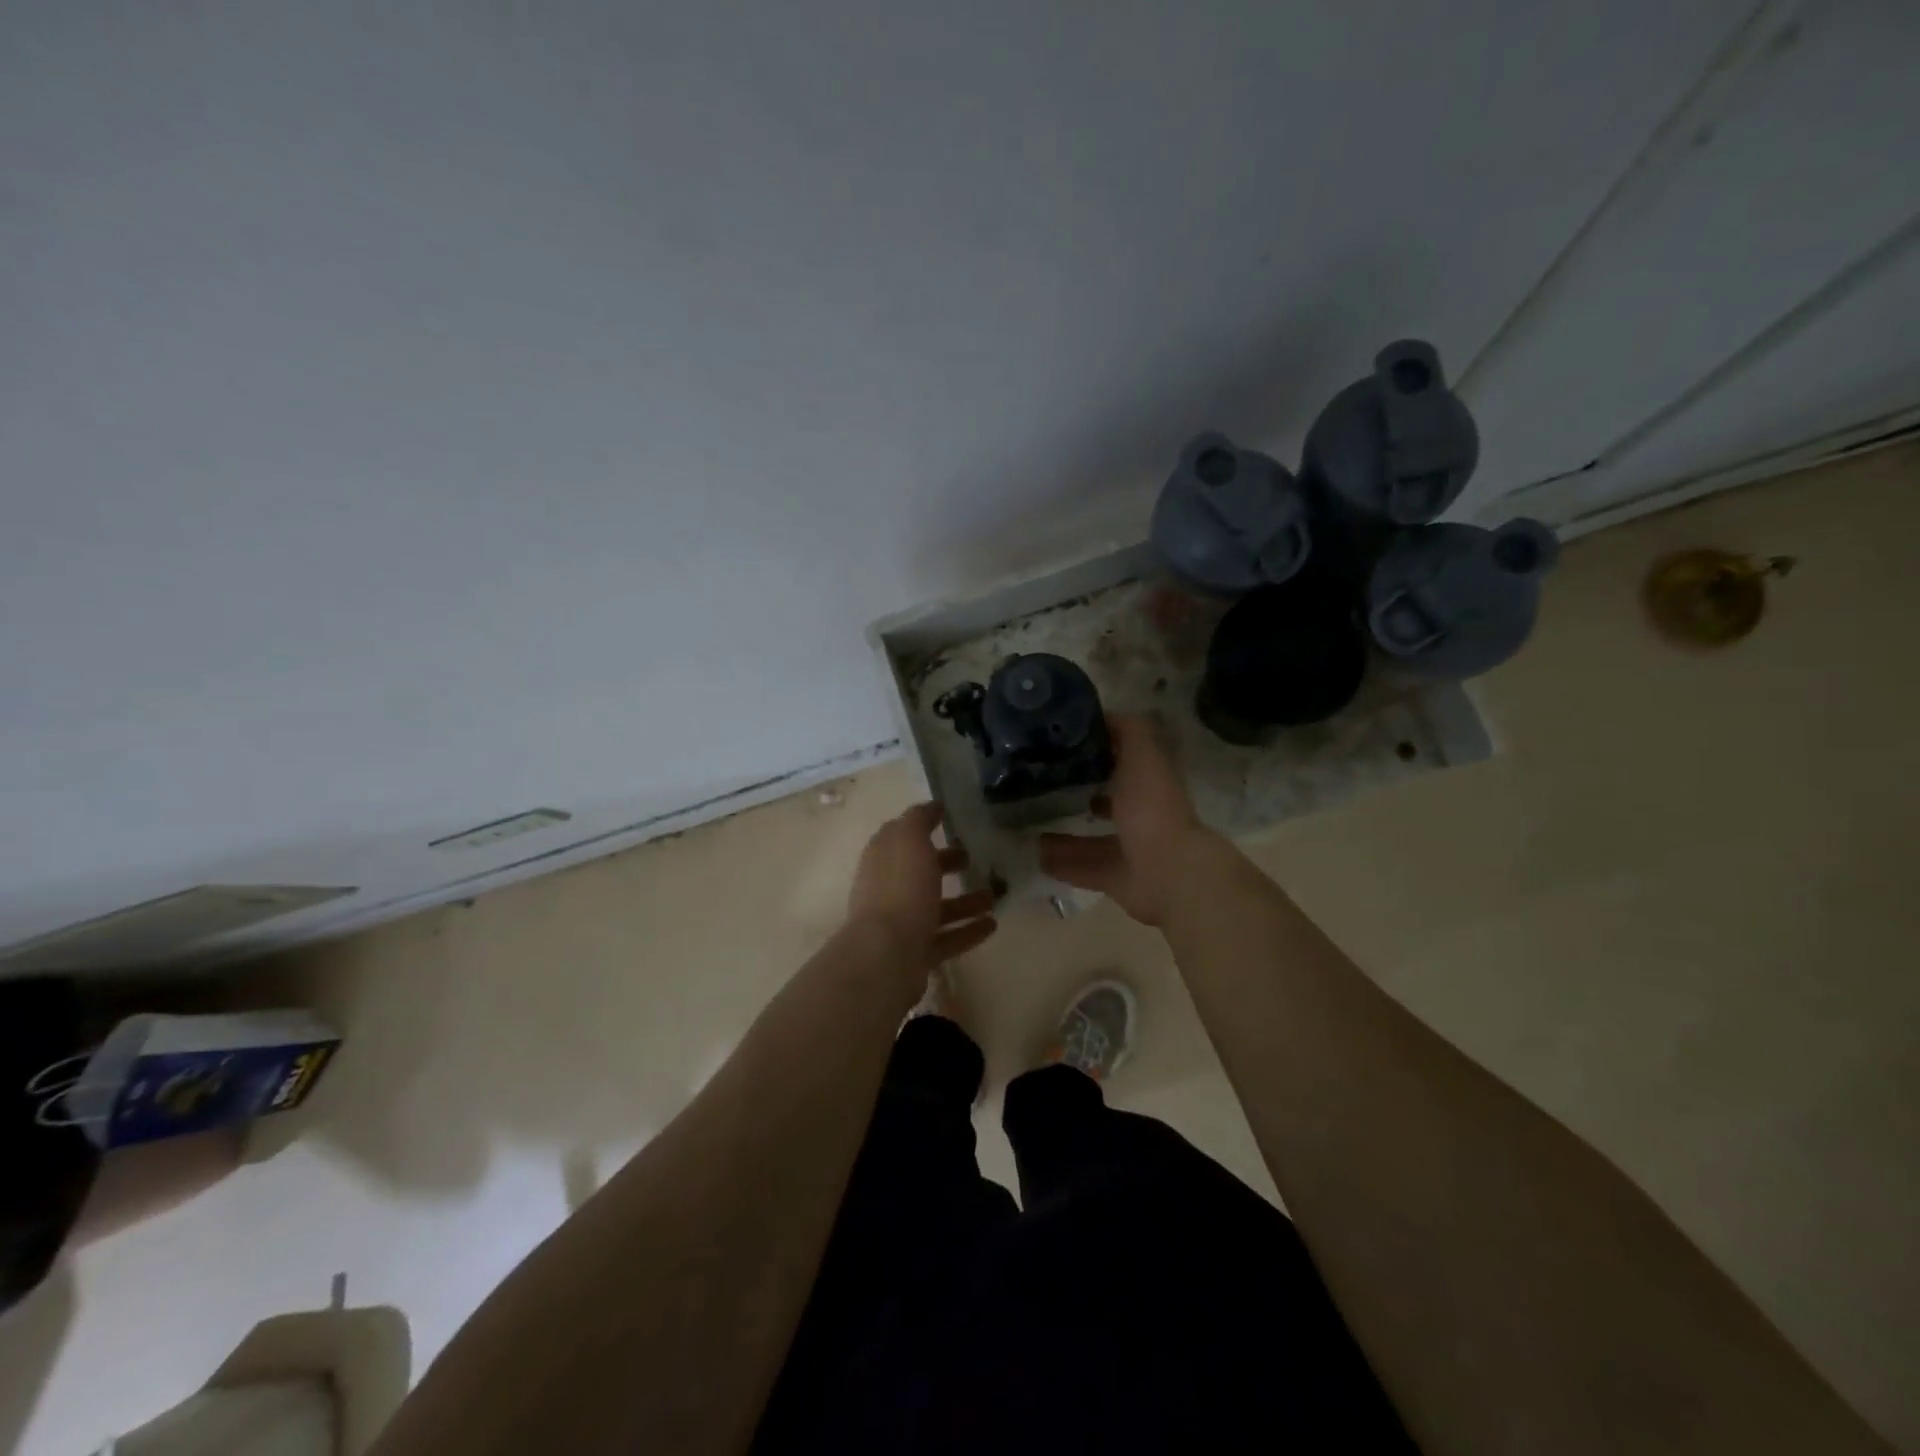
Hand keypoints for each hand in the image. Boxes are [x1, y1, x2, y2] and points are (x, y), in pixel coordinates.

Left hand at [847, 802, 997, 970]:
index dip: (922, 827)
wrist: (886, 956)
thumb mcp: (909, 840)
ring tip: (994, 896)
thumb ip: (919, 820)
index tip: (949, 820)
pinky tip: (992, 926)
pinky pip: (946, 938)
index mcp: (882, 859)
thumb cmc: (900, 889)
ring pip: (935, 908)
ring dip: (964, 901)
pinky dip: (967, 931)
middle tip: (973, 858)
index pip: (901, 836)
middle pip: (918, 872)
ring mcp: (900, 924)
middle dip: (945, 864)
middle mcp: (887, 889)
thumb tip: (931, 806)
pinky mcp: (914, 954)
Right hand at [1039, 714, 1221, 925]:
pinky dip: (1063, 864)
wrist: (1169, 872)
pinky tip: (1035, 857)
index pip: (1124, 762)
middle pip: (1109, 802)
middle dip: (1081, 794)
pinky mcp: (1118, 879)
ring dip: (1065, 835)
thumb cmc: (1153, 808)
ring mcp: (1131, 850)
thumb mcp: (1143, 756)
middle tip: (1042, 787)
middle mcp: (1142, 815)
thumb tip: (1105, 715)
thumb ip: (1129, 731)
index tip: (1063, 745)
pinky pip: (1085, 869)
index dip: (1099, 752)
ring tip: (1030, 826)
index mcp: (1149, 784)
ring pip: (1093, 840)